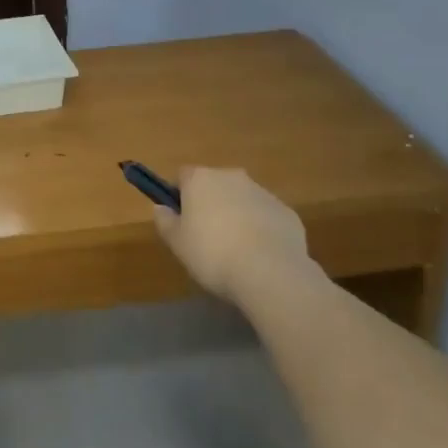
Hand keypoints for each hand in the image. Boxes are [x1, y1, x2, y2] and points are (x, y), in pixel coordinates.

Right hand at [154, 166, 310, 301]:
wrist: (270, 271)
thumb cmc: (213, 254)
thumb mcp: (177, 243)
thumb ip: (165, 221)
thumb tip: (160, 208)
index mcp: (201, 179)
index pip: (183, 176)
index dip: (179, 195)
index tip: (180, 219)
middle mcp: (232, 177)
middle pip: (215, 185)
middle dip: (210, 204)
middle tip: (206, 237)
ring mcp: (263, 192)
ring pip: (242, 199)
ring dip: (236, 215)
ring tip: (235, 251)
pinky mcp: (286, 211)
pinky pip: (265, 216)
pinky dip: (261, 229)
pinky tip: (260, 256)